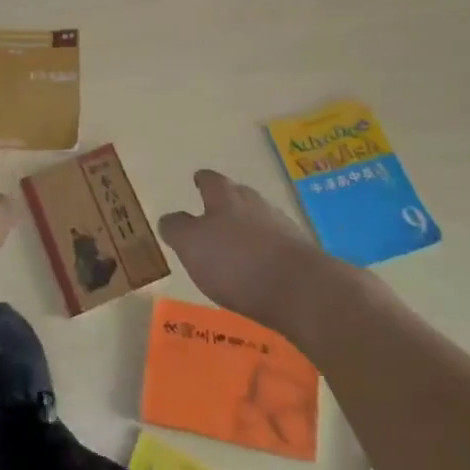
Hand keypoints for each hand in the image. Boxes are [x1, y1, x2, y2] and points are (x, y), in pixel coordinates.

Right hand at [159, 170, 328, 332]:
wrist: (301, 290)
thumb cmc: (236, 262)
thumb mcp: (191, 245)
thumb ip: (177, 229)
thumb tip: (168, 218)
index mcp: (226, 198)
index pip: (211, 180)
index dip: (202, 180)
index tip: (197, 180)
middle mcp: (255, 204)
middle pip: (239, 196)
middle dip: (228, 202)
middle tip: (215, 213)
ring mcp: (283, 227)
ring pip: (260, 219)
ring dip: (249, 228)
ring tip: (237, 244)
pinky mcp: (302, 254)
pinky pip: (277, 245)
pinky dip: (266, 251)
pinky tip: (261, 268)